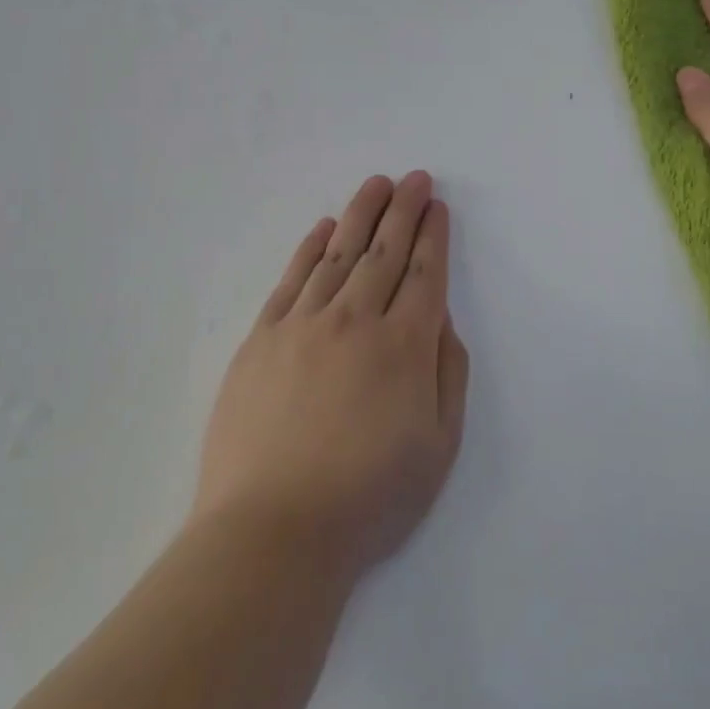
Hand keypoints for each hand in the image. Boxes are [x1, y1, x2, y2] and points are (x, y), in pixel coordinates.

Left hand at [191, 173, 468, 577]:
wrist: (274, 530)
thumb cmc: (369, 498)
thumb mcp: (439, 446)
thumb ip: (447, 374)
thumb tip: (441, 321)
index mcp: (403, 347)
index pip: (423, 274)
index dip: (433, 236)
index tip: (437, 206)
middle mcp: (355, 321)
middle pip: (384, 252)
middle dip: (403, 210)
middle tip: (414, 178)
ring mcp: (302, 326)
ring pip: (337, 255)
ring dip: (359, 215)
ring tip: (375, 185)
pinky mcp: (262, 340)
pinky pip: (291, 281)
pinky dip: (309, 250)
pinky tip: (322, 229)